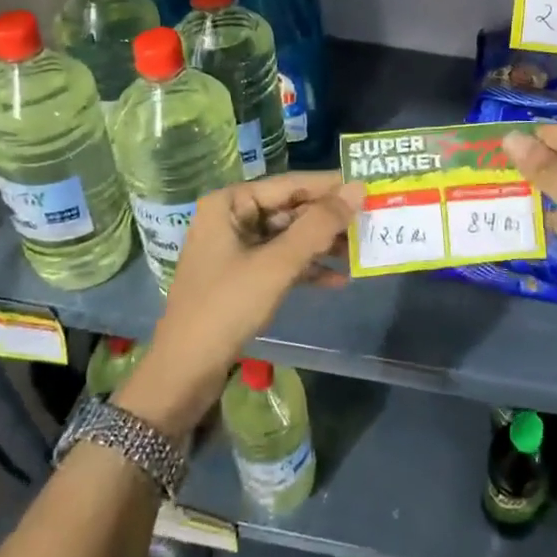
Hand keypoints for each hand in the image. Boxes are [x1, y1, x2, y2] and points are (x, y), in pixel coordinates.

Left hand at [113, 173, 363, 438]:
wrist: (184, 372)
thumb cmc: (226, 307)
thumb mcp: (277, 264)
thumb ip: (318, 225)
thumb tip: (357, 189)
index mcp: (230, 202)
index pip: (290, 184)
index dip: (330, 186)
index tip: (369, 186)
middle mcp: (232, 217)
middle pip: (291, 209)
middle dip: (329, 220)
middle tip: (372, 221)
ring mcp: (236, 247)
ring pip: (289, 236)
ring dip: (322, 245)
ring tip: (361, 251)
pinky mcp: (242, 275)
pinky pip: (281, 261)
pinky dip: (307, 268)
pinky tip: (339, 280)